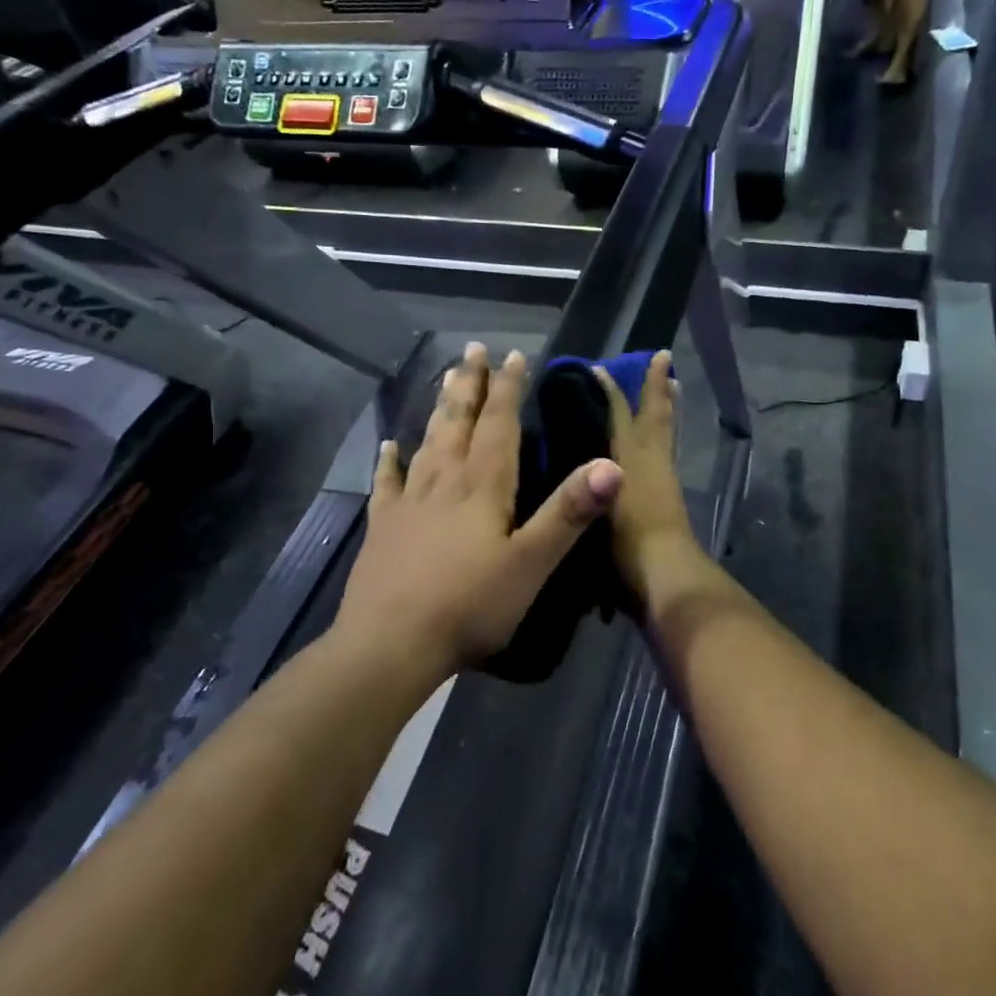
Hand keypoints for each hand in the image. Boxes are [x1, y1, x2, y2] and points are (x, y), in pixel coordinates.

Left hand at [334, 342, 622, 672]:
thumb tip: (610, 463)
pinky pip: (387, 483)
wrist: (390, 645)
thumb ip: (569, 512)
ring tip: (445, 379)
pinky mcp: (384, 528)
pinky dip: (389, 462)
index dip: (509, 389)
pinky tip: (388, 445)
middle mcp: (444, 482)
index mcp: (483, 487)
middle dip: (471, 385)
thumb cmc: (469, 606)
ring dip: (439, 409)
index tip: (513, 355)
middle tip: (473, 349)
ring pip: (427, 442)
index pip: (499, 426)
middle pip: (459, 422)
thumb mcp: (531, 563)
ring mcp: (409, 503)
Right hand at [595, 351, 705, 605]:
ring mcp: (665, 475)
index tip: (598, 368)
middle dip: (655, 385)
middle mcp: (650, 459)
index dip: (609, 389)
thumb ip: (583, 486)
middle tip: (662, 357)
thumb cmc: (624, 543)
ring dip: (668, 405)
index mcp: (628, 458)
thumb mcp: (597, 508)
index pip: (618, 413)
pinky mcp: (671, 493)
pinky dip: (668, 433)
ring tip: (673, 383)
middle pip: (655, 414)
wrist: (665, 575)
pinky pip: (670, 449)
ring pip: (668, 429)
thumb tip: (568, 467)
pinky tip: (664, 435)